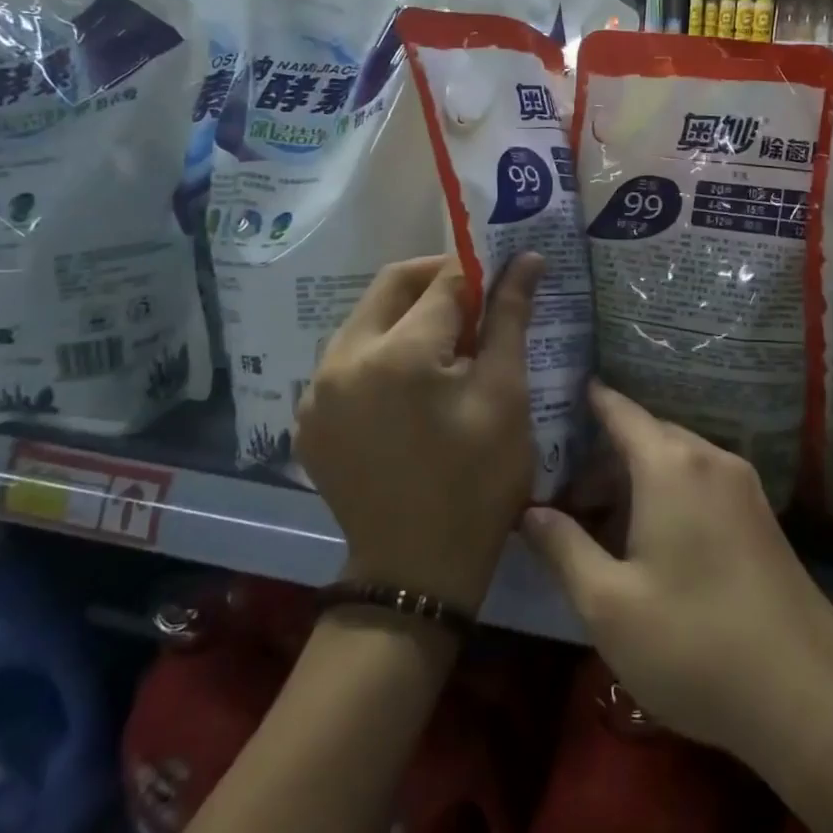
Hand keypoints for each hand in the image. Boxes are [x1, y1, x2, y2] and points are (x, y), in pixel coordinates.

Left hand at [295, 253, 543, 614]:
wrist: (416, 573)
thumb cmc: (477, 484)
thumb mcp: (505, 397)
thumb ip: (510, 318)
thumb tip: (527, 259)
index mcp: (398, 354)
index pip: (442, 281)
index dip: (478, 270)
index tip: (502, 275)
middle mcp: (343, 359)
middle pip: (392, 287)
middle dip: (436, 282)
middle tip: (475, 302)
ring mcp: (315, 390)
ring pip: (365, 320)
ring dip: (406, 316)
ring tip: (445, 347)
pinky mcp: (306, 416)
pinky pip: (345, 359)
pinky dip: (379, 352)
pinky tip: (407, 384)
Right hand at [521, 383, 832, 761]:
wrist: (809, 698)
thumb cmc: (694, 644)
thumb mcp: (608, 605)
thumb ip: (563, 549)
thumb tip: (530, 513)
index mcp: (671, 466)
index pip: (621, 411)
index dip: (590, 401)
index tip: (560, 395)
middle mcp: (711, 460)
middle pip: (648, 436)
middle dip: (605, 456)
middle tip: (565, 492)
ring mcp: (744, 488)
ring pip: (677, 462)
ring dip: (637, 479)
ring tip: (602, 524)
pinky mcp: (763, 519)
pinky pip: (703, 484)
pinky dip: (669, 494)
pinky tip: (652, 542)